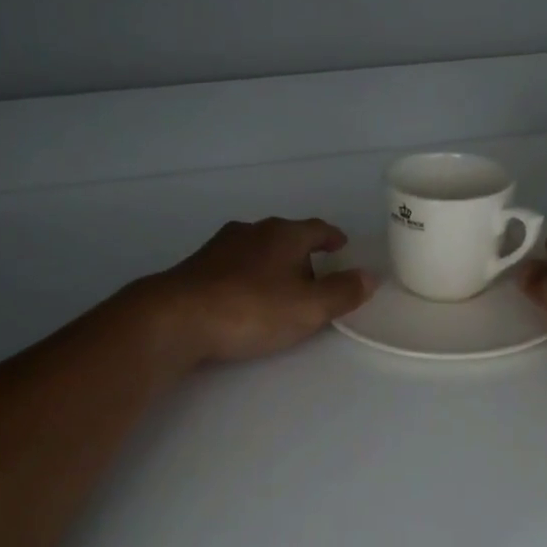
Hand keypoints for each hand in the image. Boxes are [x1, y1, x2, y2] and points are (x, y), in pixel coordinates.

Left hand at [137, 217, 374, 367]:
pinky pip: (234, 265)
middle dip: (302, 253)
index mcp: (284, 234)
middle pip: (286, 236)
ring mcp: (220, 247)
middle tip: (316, 274)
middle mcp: (252, 231)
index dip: (332, 237)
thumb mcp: (309, 308)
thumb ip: (342, 292)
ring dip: (272, 263)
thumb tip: (369, 276)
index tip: (341, 246)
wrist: (177, 318)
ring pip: (257, 249)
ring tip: (281, 286)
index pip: (317, 229)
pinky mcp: (197, 267)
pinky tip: (245, 296)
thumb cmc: (252, 309)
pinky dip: (247, 276)